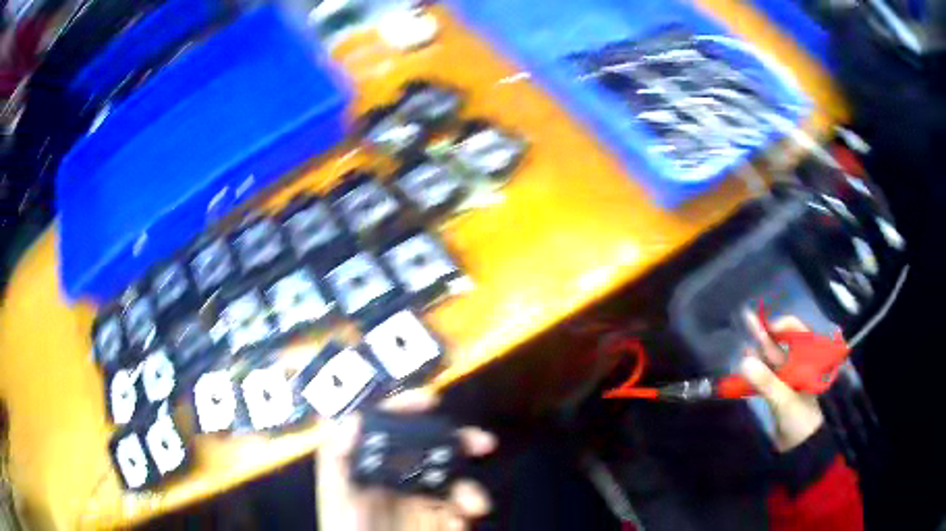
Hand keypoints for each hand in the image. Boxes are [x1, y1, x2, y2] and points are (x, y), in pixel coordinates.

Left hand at [316, 389, 497, 530]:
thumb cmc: (347, 529)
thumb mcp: (336, 495)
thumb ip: (337, 458)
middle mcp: (399, 480)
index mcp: (372, 468)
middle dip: (458, 441)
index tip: (431, 401)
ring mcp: (421, 502)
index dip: (406, 410)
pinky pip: (462, 509)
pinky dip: (471, 509)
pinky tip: (467, 518)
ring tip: (474, 504)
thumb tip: (353, 418)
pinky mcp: (440, 522)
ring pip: (453, 481)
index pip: (388, 431)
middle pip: (430, 451)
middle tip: (482, 442)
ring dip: (470, 487)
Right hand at [740, 311, 824, 452]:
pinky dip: (756, 369)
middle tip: (747, 317)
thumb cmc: (800, 420)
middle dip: (765, 332)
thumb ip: (766, 381)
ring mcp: (787, 380)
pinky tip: (745, 360)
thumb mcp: (784, 400)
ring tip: (744, 334)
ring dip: (758, 349)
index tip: (768, 326)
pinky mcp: (777, 393)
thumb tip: (744, 361)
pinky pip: (766, 376)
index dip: (783, 326)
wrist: (801, 449)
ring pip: (772, 360)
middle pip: (781, 345)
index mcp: (807, 362)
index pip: (798, 334)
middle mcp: (797, 366)